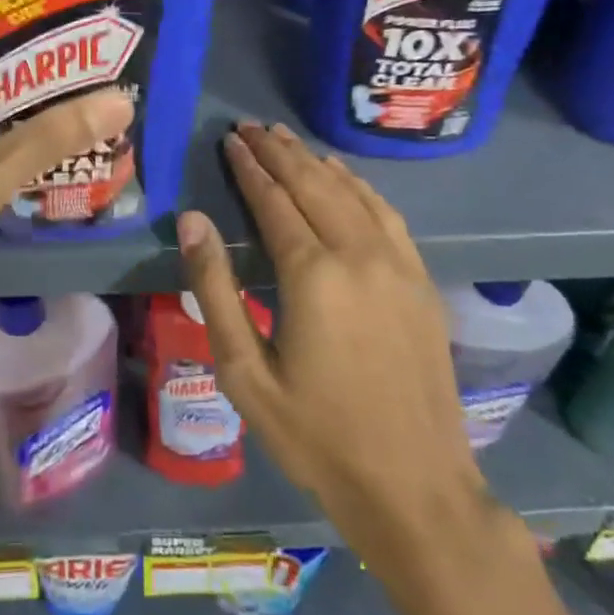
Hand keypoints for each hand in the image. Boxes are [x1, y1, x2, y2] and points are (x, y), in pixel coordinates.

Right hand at [177, 122, 488, 560]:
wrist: (416, 487)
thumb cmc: (317, 436)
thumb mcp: (246, 373)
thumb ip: (216, 289)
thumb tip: (192, 220)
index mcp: (313, 275)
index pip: (274, 201)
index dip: (250, 168)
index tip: (230, 140)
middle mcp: (359, 255)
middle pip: (313, 184)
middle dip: (279, 152)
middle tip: (251, 127)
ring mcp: (398, 265)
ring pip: (351, 192)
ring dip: (315, 161)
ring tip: (287, 139)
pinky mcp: (421, 280)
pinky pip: (386, 214)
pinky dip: (359, 186)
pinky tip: (344, 176)